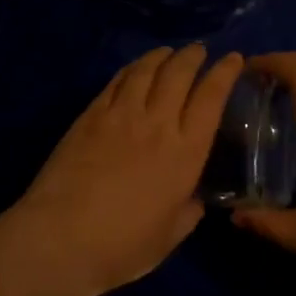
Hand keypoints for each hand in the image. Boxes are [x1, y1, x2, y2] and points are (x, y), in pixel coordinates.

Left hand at [16, 45, 241, 295]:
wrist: (62, 236)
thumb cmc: (122, 246)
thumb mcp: (169, 236)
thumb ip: (188, 211)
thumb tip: (194, 198)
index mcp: (185, 153)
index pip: (211, 99)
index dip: (224, 74)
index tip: (233, 58)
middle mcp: (156, 124)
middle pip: (179, 75)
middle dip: (192, 57)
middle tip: (199, 50)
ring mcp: (120, 115)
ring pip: (146, 71)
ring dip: (161, 56)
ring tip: (168, 52)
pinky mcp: (90, 115)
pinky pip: (116, 82)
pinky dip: (130, 69)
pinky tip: (134, 69)